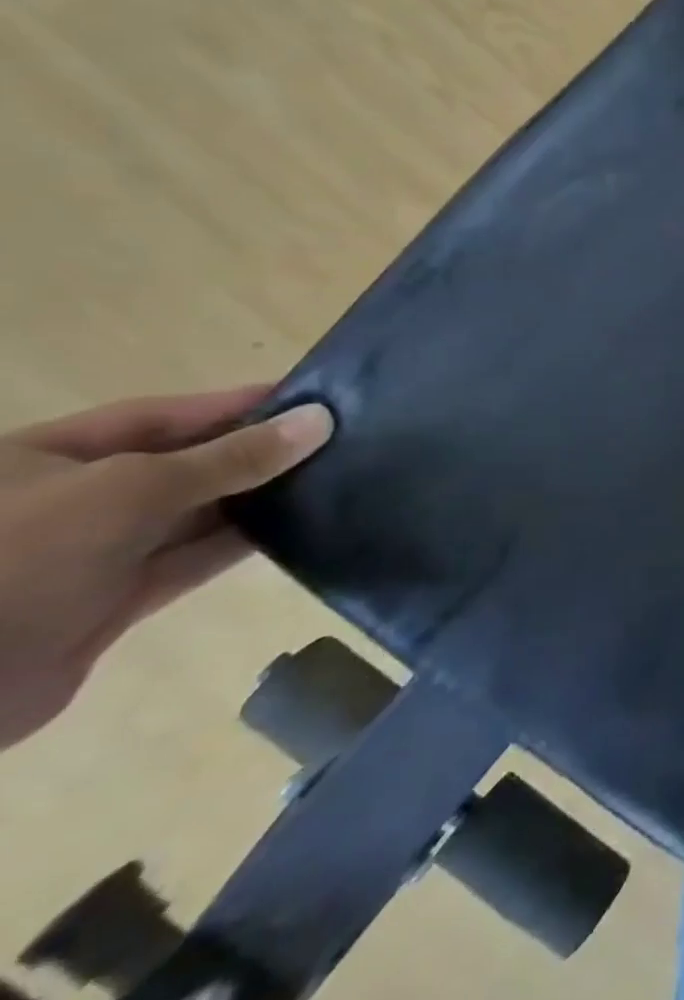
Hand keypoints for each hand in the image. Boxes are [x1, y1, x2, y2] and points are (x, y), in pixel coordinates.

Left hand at [0, 388, 332, 750]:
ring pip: (191, 516)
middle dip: (252, 453)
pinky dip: (241, 545)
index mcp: (43, 459)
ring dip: (257, 501)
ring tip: (333, 479)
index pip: (157, 418)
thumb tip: (319, 420)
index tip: (308, 397)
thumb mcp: (132, 490)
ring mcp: (88, 554)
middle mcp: (66, 500)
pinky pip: (191, 562)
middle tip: (336, 439)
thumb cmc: (21, 554)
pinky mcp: (112, 602)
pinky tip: (299, 529)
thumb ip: (230, 458)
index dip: (231, 405)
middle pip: (178, 465)